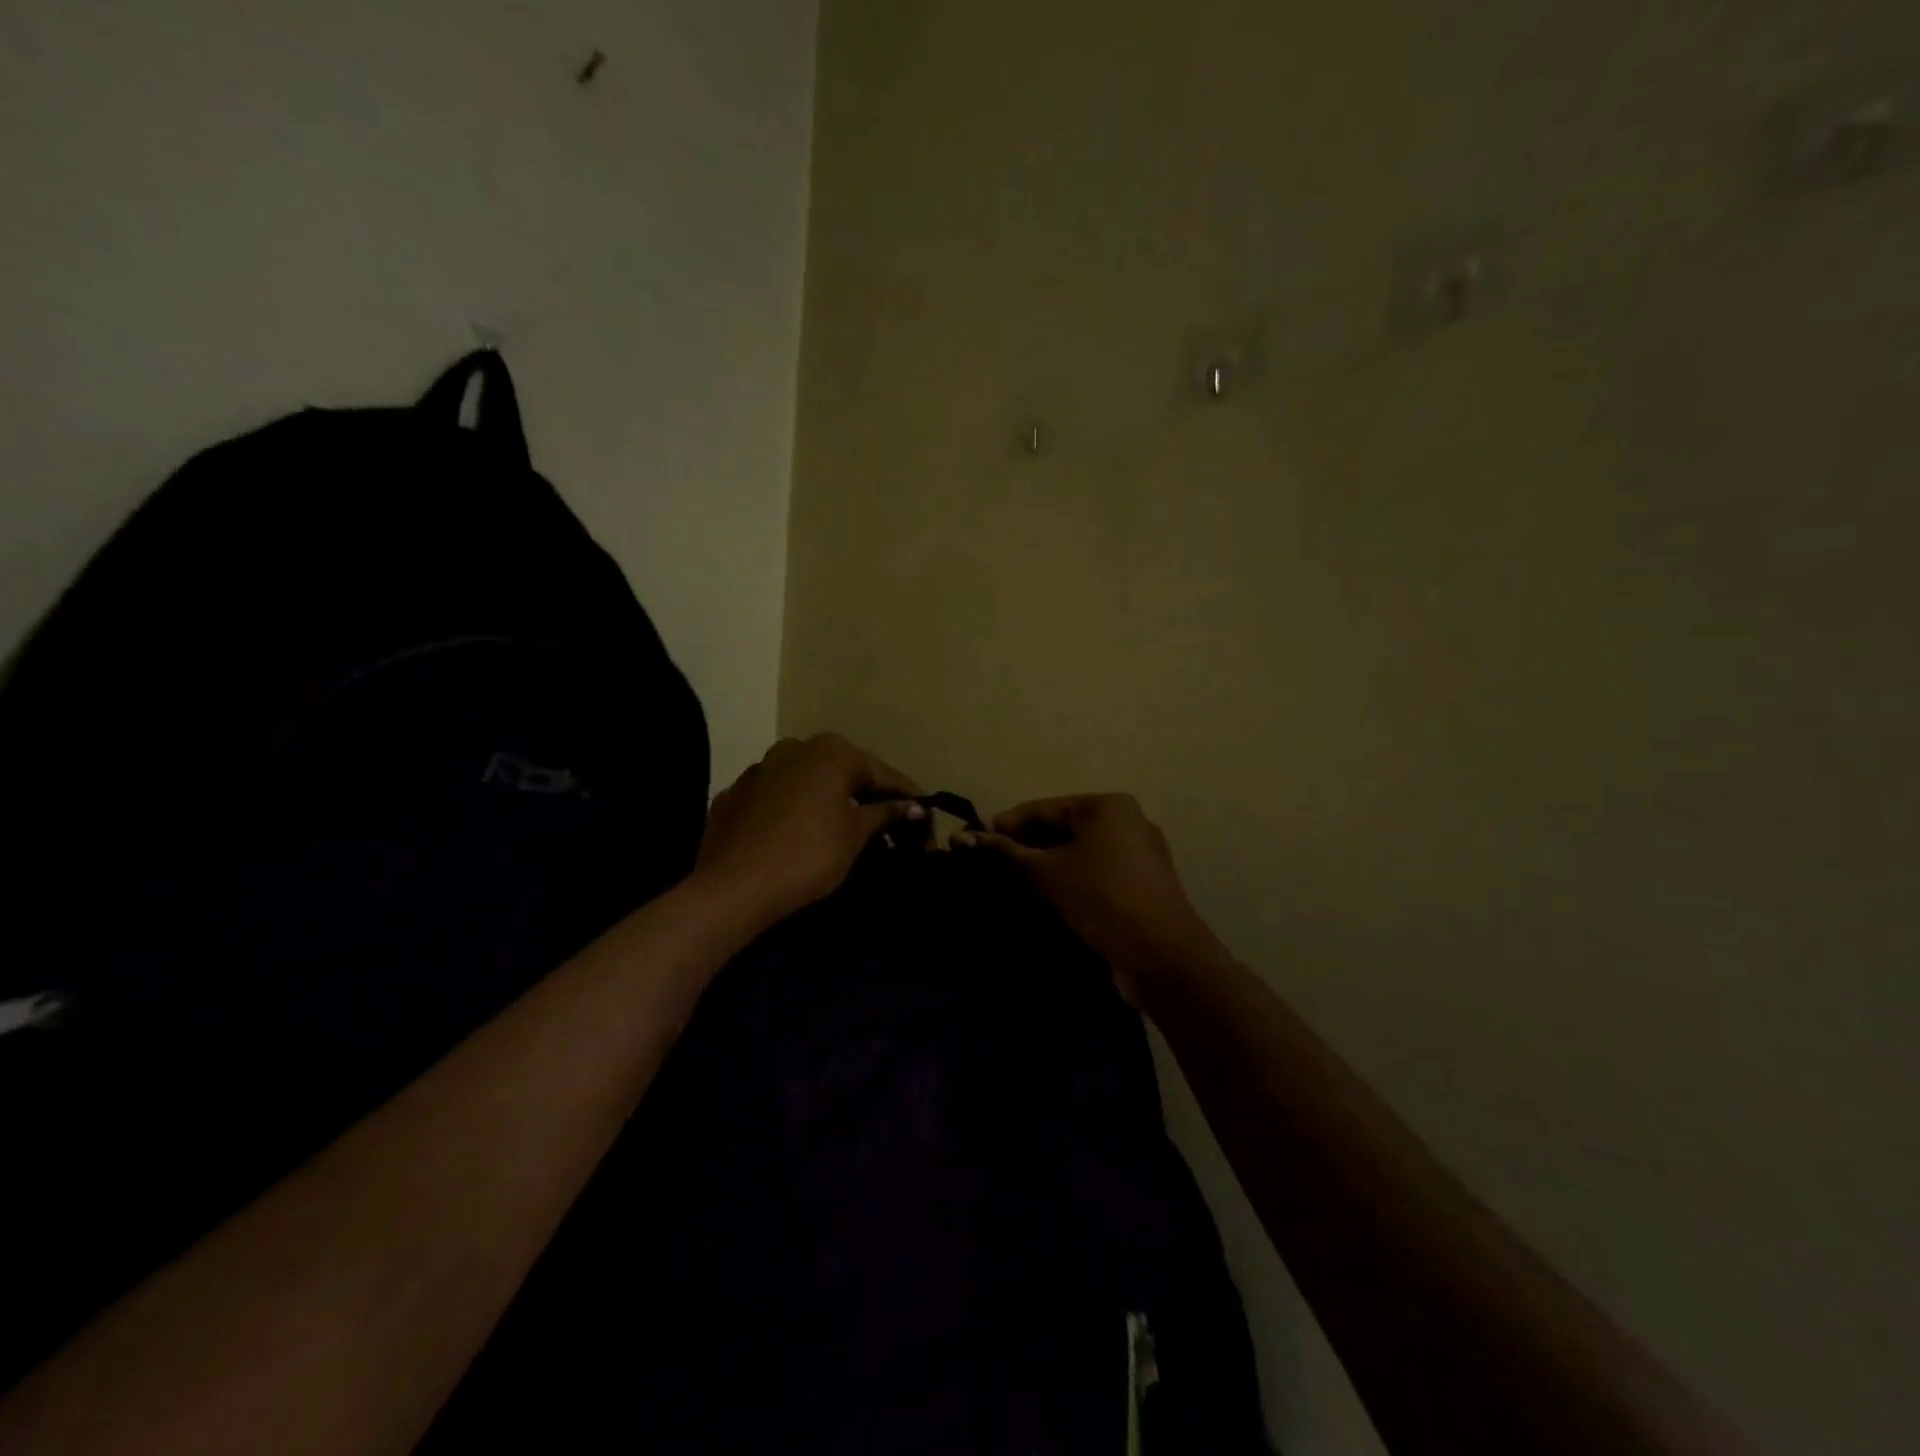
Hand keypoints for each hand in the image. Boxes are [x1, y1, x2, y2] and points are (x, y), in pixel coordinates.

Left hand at [694, 734, 924, 935]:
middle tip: (887, 824)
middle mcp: (795, 748)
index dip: (906, 796)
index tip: (925, 814)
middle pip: (842, 771)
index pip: (881, 772)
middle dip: (865, 794)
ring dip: (826, 799)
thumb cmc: (808, 856)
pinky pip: (775, 797)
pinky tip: (797, 834)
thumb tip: (915, 806)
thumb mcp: (855, 835)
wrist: (732, 887)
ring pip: (806, 781)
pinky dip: (792, 810)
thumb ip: (885, 814)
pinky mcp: (734, 794)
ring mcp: (759, 768)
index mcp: (831, 752)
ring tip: (842, 828)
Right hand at [955, 794, 1220, 997]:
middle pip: (1062, 827)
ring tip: (1013, 882)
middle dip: (1026, 846)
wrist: (1164, 955)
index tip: (971, 842)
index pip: (1042, 808)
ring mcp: (1140, 851)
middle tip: (990, 866)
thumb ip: (1004, 852)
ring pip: (1080, 851)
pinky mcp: (1144, 881)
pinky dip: (1072, 877)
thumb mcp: (1046, 872)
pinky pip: (1098, 869)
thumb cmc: (1101, 899)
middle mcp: (1127, 819)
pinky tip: (1049, 897)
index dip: (1004, 825)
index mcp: (1106, 805)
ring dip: (1047, 864)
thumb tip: (959, 837)